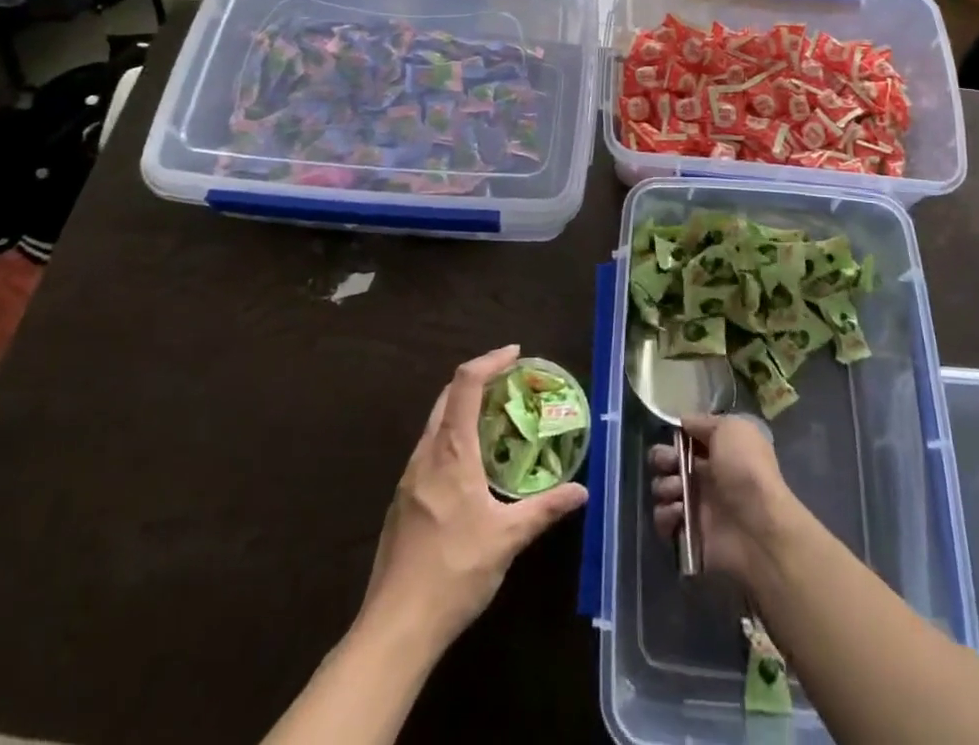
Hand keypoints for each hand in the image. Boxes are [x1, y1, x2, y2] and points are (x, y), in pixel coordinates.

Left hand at [360, 346, 587, 649]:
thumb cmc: (455, 572)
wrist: (396, 625)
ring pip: (436, 423)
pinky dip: (452, 438)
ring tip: (496, 421)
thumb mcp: (507, 539)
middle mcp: (426, 453)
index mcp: (451, 451)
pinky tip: (470, 467)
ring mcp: (409, 477)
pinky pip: (429, 450)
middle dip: (478, 380)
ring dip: (463, 410)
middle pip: (447, 396)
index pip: (466, 383)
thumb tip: (582, 491)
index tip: (515, 353)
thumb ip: (545, 509)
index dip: (490, 360)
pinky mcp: (403, 500)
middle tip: (510, 384)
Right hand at [649, 415, 797, 582]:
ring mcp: (696, 507)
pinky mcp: (689, 534)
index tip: (674, 439)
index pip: (686, 440)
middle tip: (669, 464)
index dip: (675, 437)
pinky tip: (679, 512)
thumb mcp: (732, 429)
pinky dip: (665, 515)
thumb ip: (704, 422)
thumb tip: (684, 423)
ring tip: (678, 491)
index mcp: (718, 452)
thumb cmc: (746, 469)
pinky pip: (663, 521)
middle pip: (668, 463)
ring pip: (662, 490)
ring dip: (663, 486)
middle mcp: (706, 477)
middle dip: (661, 459)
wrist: (759, 527)